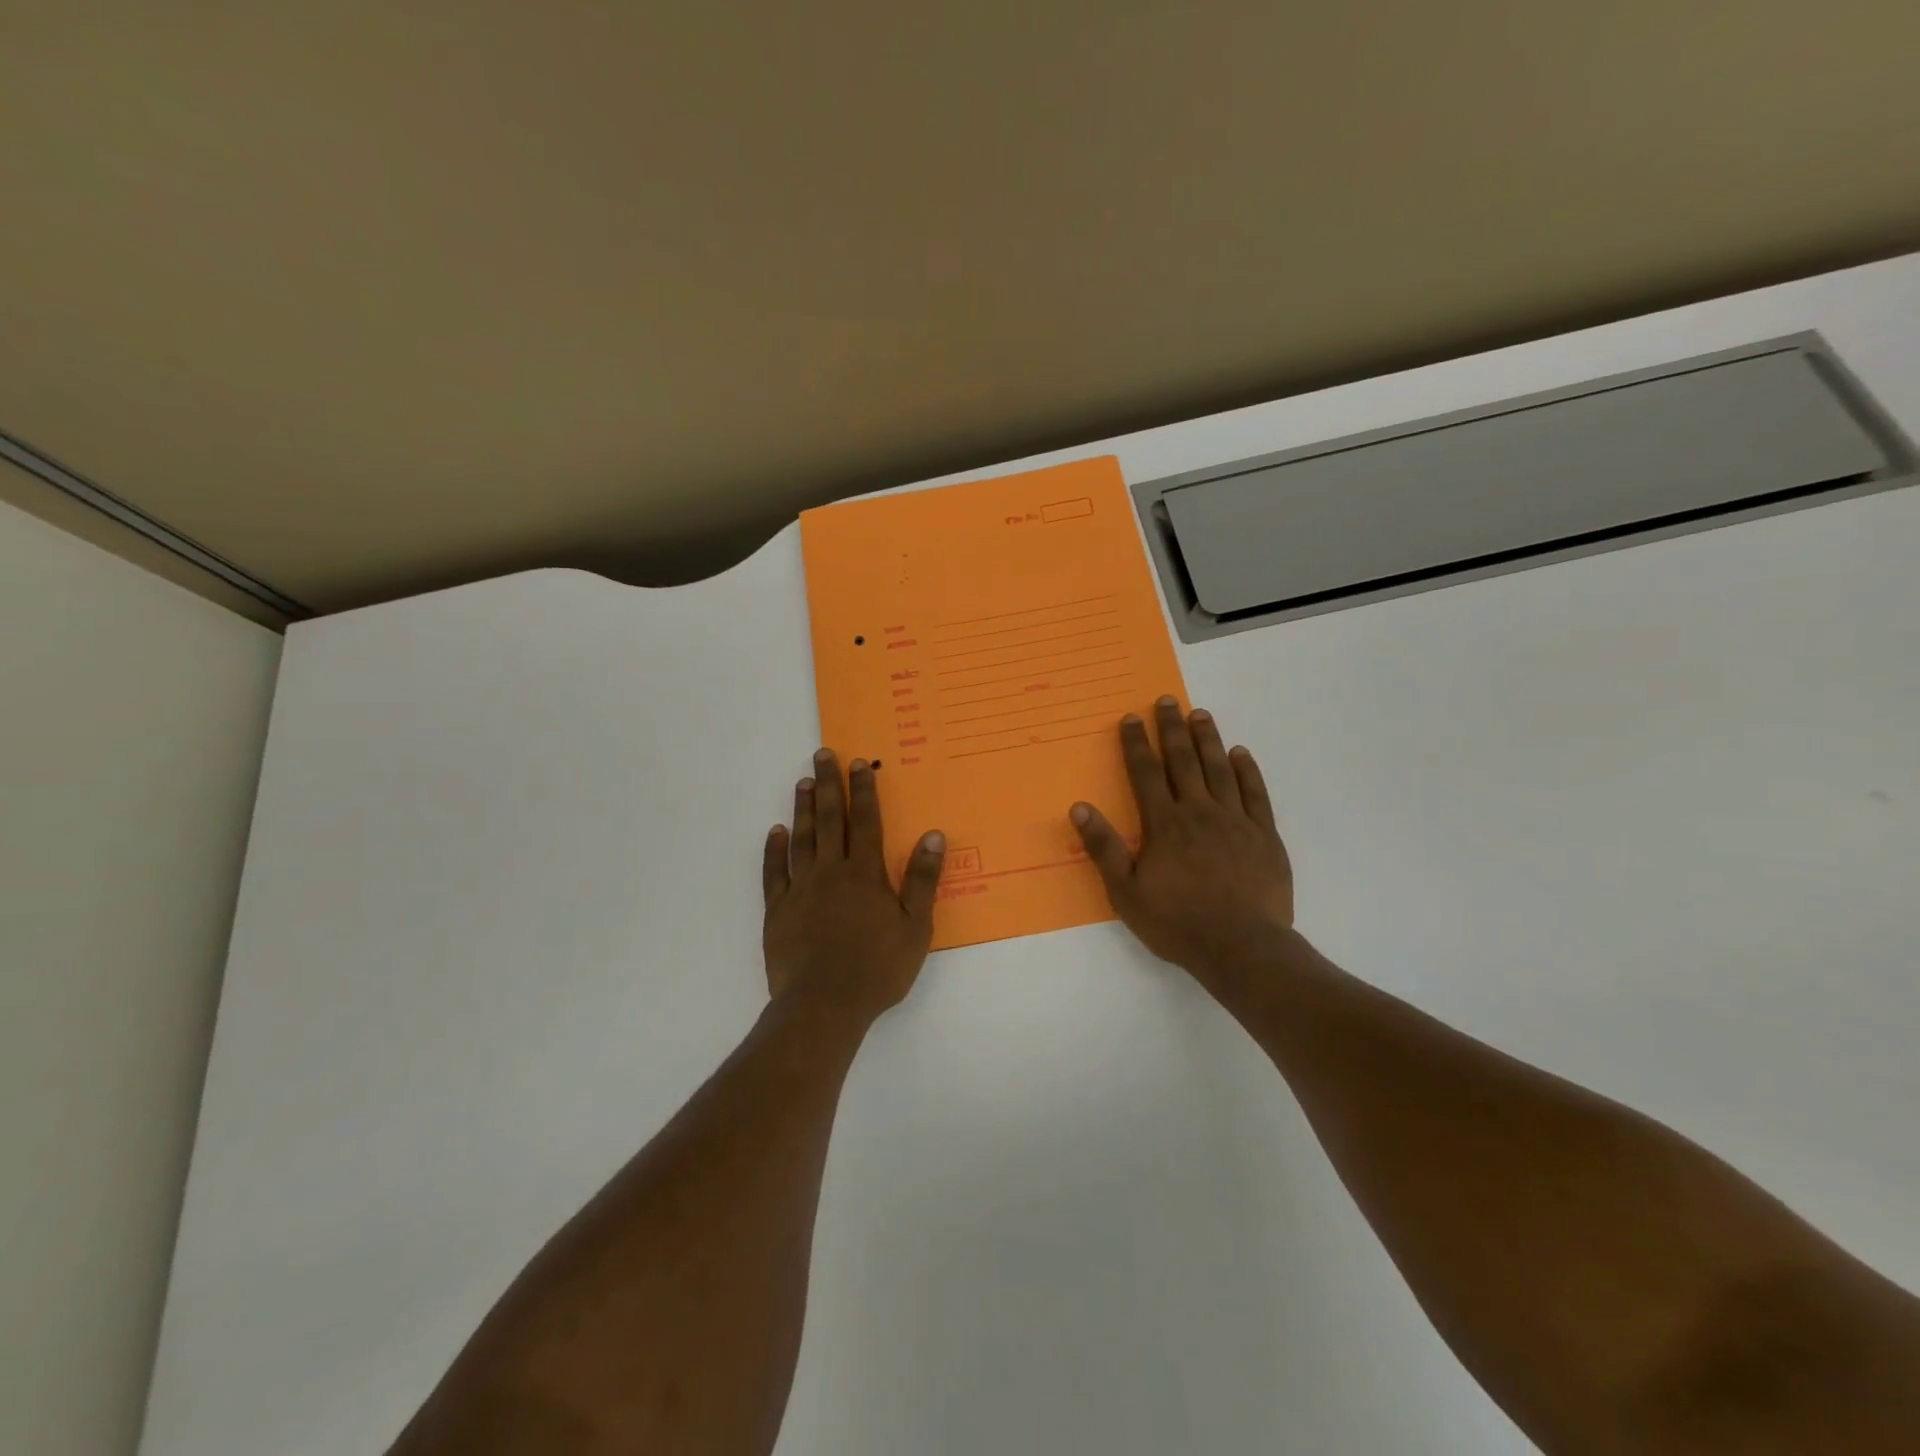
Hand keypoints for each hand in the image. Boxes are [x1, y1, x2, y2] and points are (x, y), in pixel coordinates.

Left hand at [762, 749, 946, 1026]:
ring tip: (802, 783)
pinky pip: (775, 873)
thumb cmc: (877, 968)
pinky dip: (774, 850)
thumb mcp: (915, 927)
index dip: (862, 791)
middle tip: (822, 755)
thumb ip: (922, 879)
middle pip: (829, 820)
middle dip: (827, 785)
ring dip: (802, 809)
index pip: (865, 821)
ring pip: (801, 839)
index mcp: (864, 874)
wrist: (824, 1006)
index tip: (859, 764)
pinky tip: (775, 833)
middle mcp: (831, 872)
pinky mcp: (778, 911)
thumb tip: (934, 835)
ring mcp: (800, 889)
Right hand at [1070, 698, 1293, 983]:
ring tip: (1201, 714)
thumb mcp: (1126, 892)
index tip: (1131, 718)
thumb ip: (1104, 848)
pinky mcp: (1264, 835)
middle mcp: (1199, 812)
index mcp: (1165, 824)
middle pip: (1183, 761)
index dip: (1136, 744)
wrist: (1241, 947)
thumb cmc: (1177, 922)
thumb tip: (1079, 808)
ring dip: (1208, 740)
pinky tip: (1241, 754)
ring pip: (1220, 769)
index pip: (1146, 773)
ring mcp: (1236, 821)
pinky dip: (1247, 771)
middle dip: (1172, 729)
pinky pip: (1255, 794)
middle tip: (1168, 700)